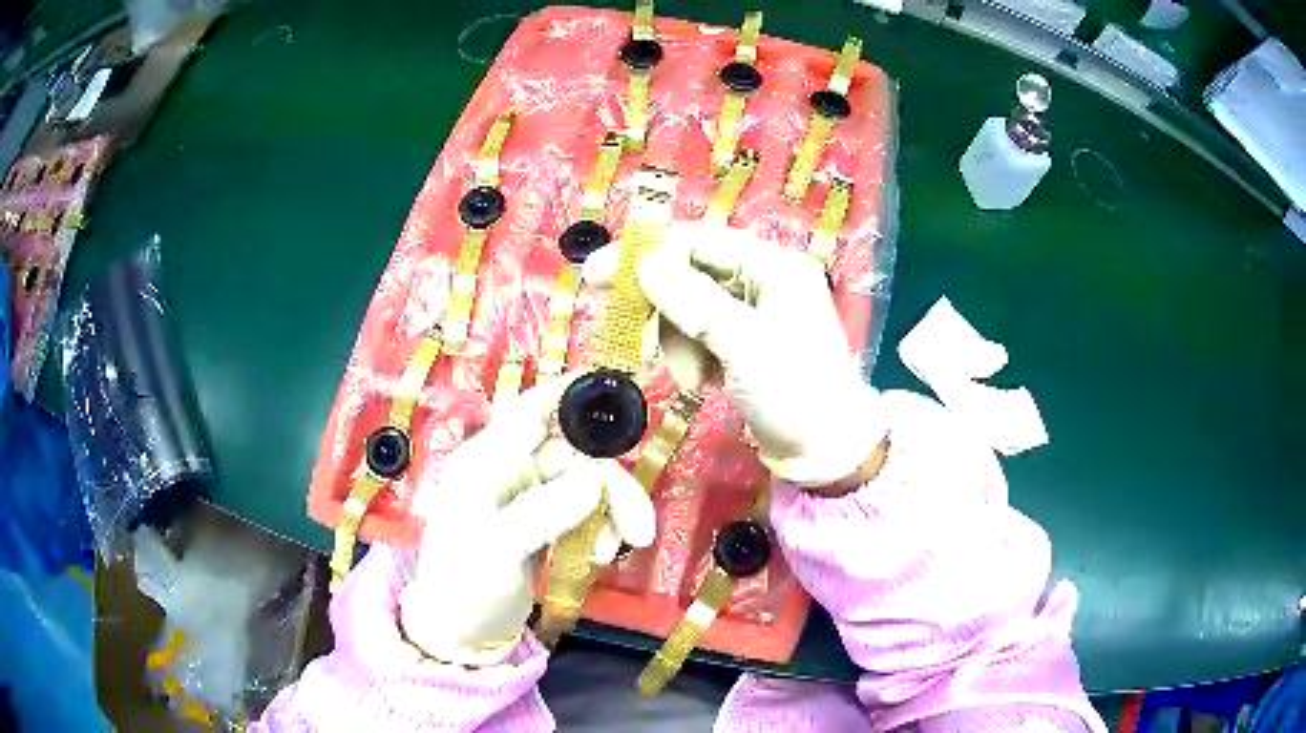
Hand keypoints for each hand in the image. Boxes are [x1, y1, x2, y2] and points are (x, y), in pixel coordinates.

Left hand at [399, 375, 655, 665]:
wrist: (460, 634)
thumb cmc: (463, 587)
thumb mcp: (495, 551)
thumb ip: (540, 514)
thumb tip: (591, 483)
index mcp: (485, 463)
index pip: (529, 412)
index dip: (569, 394)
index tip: (617, 387)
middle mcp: (508, 471)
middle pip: (574, 457)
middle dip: (611, 489)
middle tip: (640, 531)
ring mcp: (527, 498)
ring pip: (585, 485)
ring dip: (610, 513)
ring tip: (613, 554)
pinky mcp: (543, 523)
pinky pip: (583, 511)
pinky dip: (600, 528)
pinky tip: (602, 556)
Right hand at [583, 222, 883, 487]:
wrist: (824, 453)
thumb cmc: (794, 393)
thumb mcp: (743, 345)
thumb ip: (694, 302)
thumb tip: (645, 264)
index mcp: (774, 265)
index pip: (698, 241)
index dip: (646, 254)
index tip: (597, 275)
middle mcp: (764, 278)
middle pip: (690, 272)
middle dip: (663, 308)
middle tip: (633, 334)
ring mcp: (754, 310)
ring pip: (689, 305)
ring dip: (678, 340)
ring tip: (693, 378)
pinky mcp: (743, 340)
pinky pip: (699, 332)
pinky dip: (690, 354)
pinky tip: (703, 381)